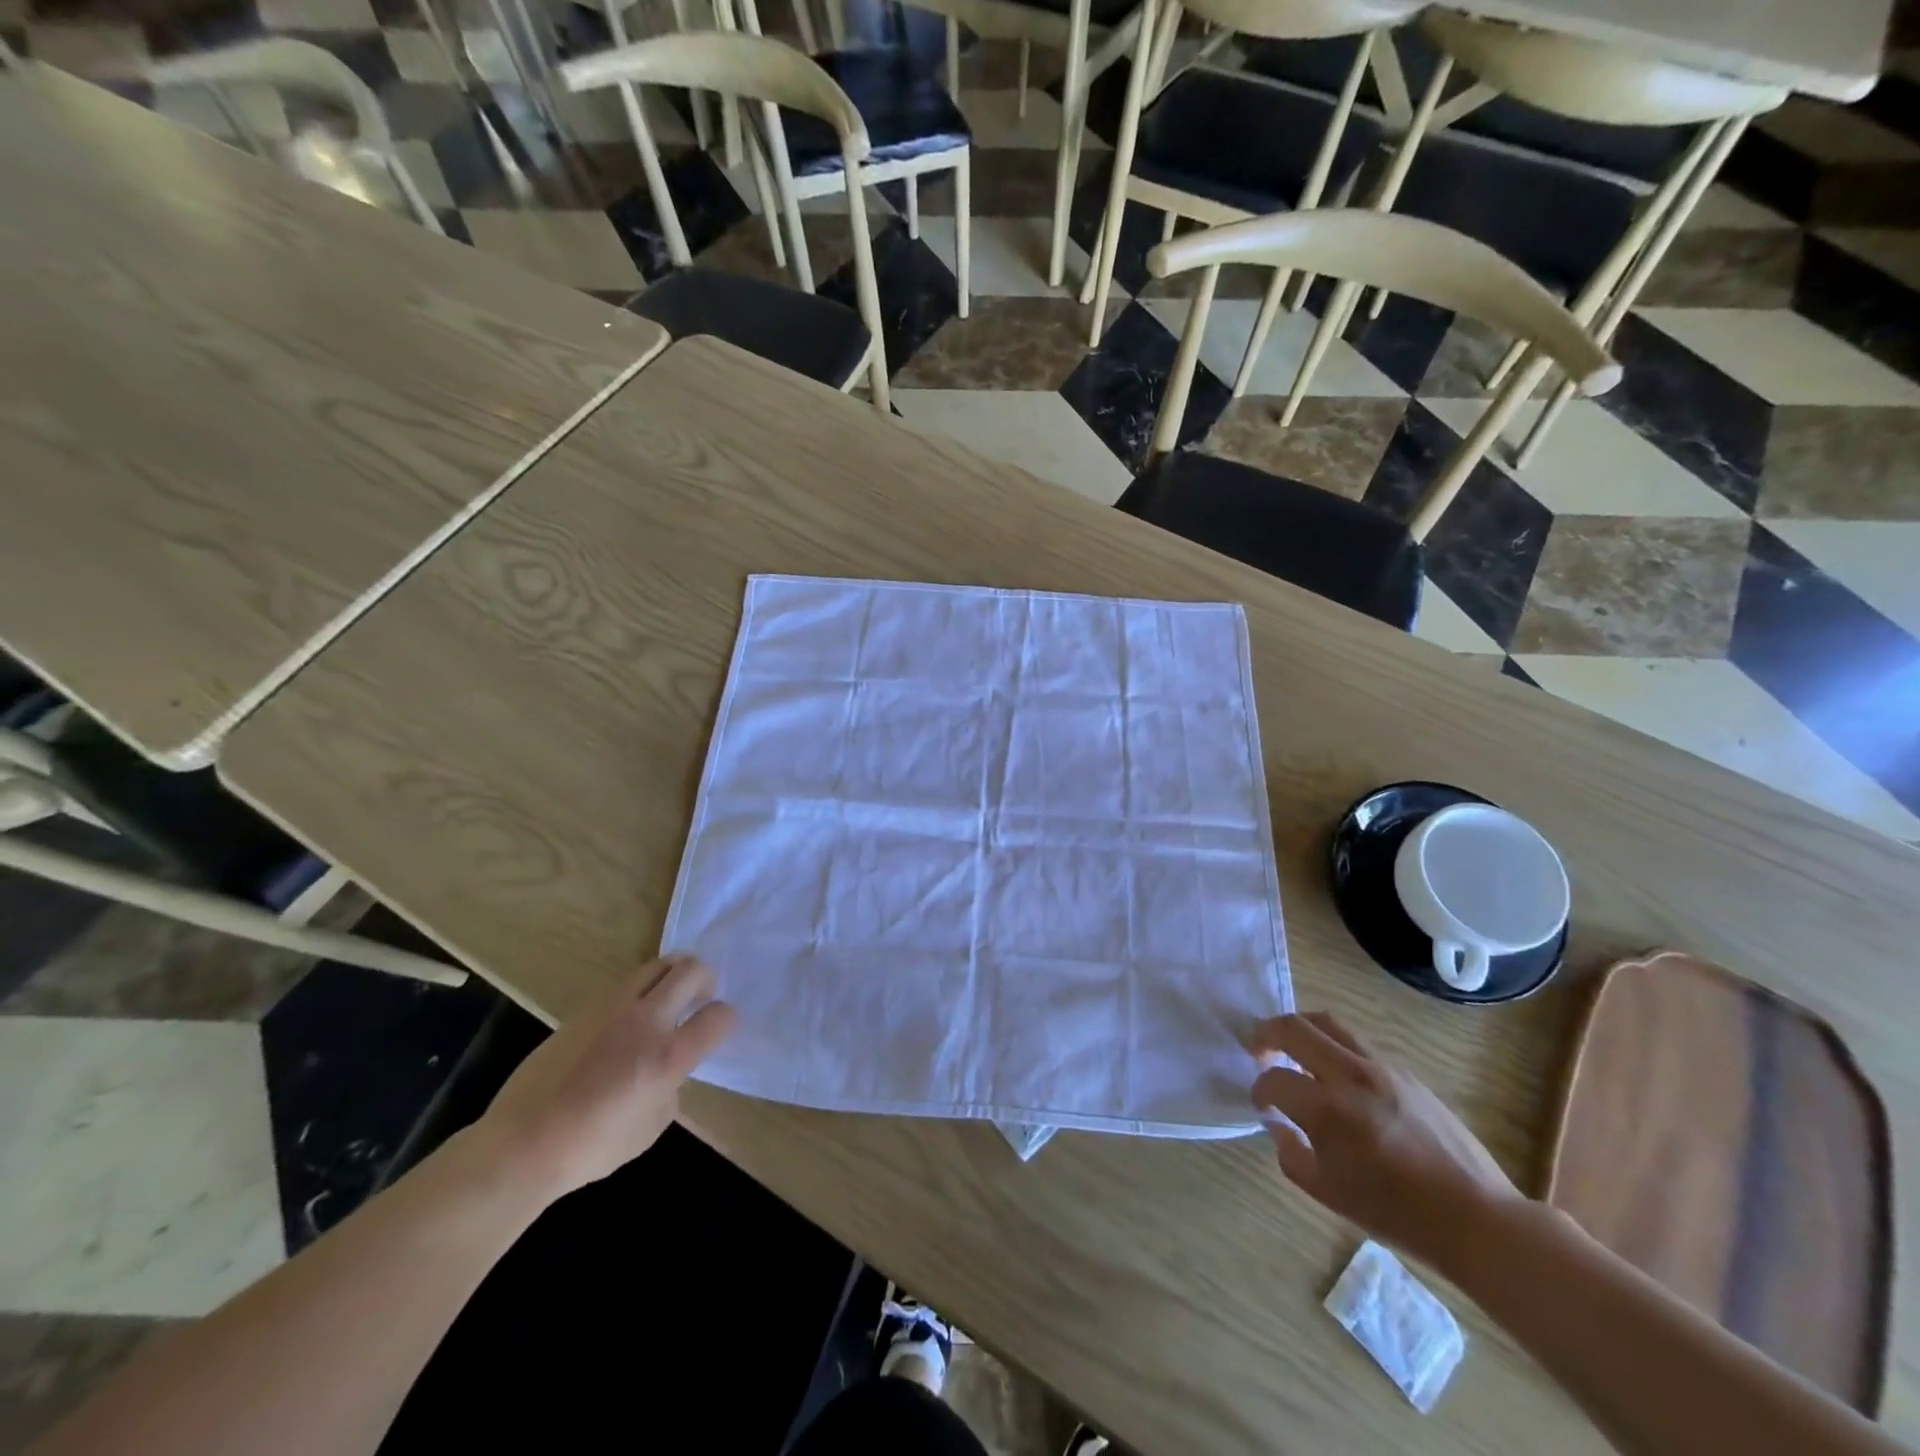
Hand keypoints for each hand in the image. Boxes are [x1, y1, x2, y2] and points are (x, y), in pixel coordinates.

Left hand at [477, 955, 735, 1201]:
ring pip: (656, 965)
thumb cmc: (593, 1147)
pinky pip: (624, 985)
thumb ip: (671, 1088)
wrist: (524, 1142)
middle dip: (706, 978)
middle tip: (700, 998)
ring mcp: (612, 1009)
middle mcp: (645, 1021)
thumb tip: (669, 1071)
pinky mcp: (585, 1009)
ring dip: (671, 976)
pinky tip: (626, 1021)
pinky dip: (639, 992)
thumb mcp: (652, 1126)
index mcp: (668, 1055)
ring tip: (666, 1000)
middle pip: (691, 970)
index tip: (721, 1028)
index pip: (718, 1016)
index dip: (727, 1019)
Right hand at [1249, 1011, 1522, 1276]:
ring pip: (1328, 1023)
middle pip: (1295, 1027)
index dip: (1259, 1090)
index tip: (1262, 1104)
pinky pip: (1358, 1044)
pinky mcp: (1406, 1072)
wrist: (1477, 1220)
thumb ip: (1291, 1155)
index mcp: (1328, 1111)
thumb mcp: (1330, 1195)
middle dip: (1266, 1034)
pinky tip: (1337, 1076)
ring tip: (1293, 1050)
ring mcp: (1382, 1069)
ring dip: (1301, 1031)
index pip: (1274, 1080)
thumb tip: (1279, 1125)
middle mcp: (1351, 1077)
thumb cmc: (1399, 1215)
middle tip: (1257, 1050)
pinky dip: (1334, 1047)